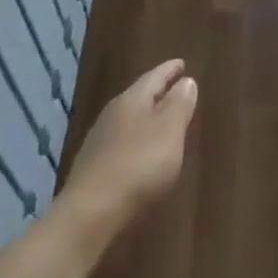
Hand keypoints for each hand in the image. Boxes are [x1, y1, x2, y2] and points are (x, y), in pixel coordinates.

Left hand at [54, 59, 197, 241]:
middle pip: (139, 96)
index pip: (154, 77)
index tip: (182, 63)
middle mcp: (113, 114)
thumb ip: (179, 105)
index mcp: (132, 100)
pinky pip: (122, 142)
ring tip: (162, 119)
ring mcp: (99, 142)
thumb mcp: (169, 132)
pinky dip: (136, 139)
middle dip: (157, 92)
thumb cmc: (139, 165)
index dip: (170, 70)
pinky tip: (142, 151)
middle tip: (175, 87)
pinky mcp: (94, 167)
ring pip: (129, 119)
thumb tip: (186, 80)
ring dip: (147, 117)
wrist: (90, 214)